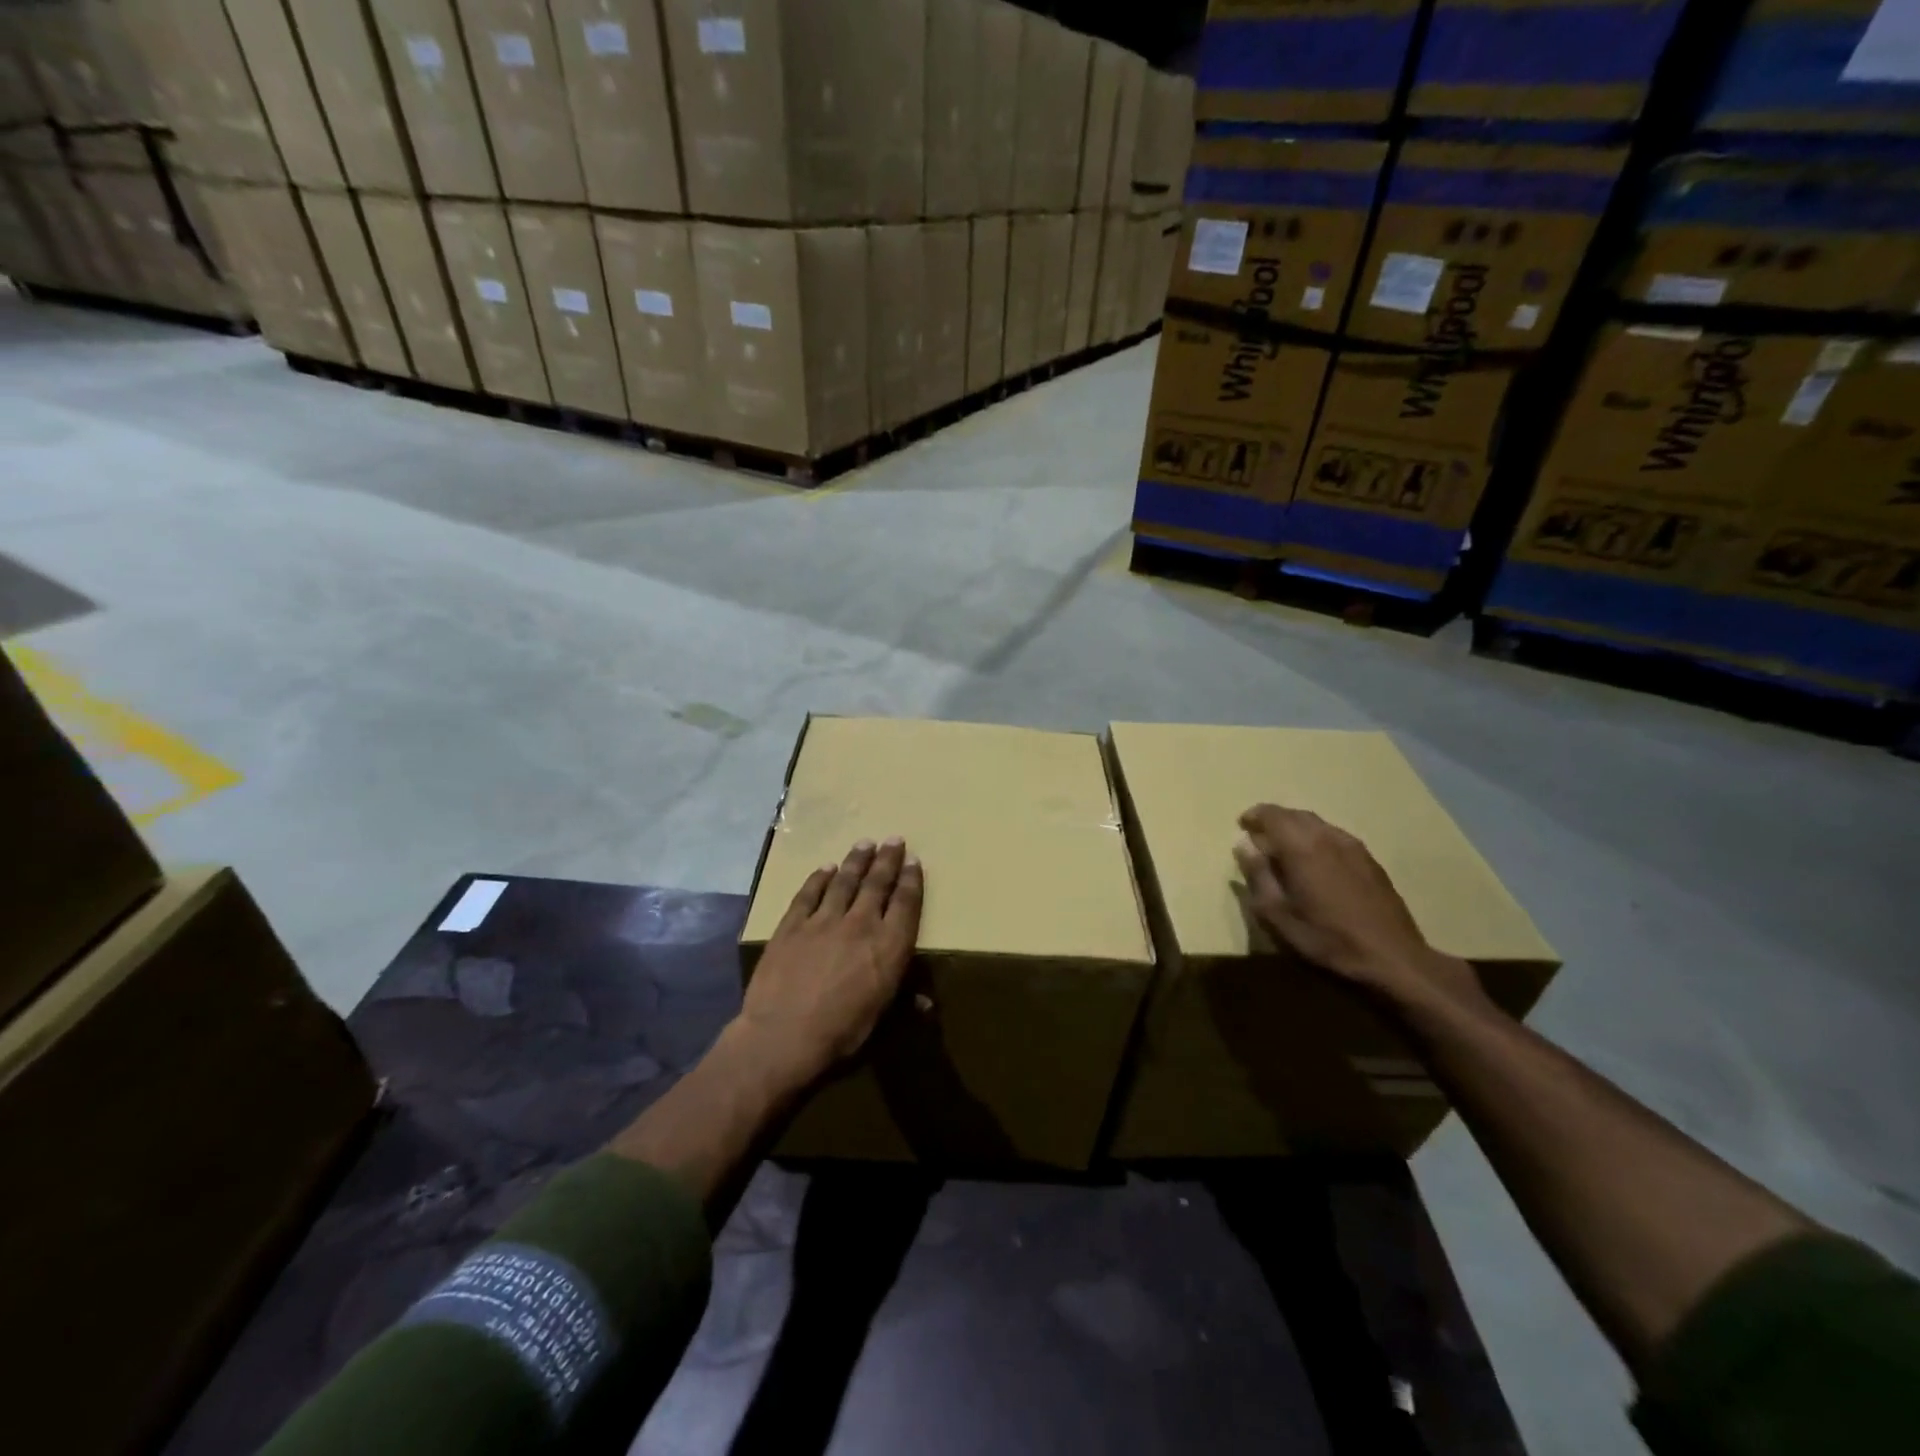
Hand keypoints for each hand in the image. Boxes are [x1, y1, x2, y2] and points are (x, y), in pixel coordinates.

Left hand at [737, 838, 923, 1089]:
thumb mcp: (881, 1021)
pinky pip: (808, 894)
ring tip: (865, 843)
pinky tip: (824, 868)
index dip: (911, 880)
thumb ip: (904, 1003)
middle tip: (893, 839)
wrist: (783, 1035)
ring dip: (856, 861)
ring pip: (844, 881)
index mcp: (889, 946)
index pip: (905, 903)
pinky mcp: (792, 925)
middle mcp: (861, 924)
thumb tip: (926, 1002)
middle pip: (877, 883)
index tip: (914, 860)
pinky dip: (818, 879)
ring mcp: (823, 921)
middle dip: (887, 860)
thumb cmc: (840, 1033)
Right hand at [1233, 804, 1481, 1008]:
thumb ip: (1258, 875)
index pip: (1272, 815)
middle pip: (1295, 815)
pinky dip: (1317, 839)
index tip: (1242, 826)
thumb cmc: (1326, 939)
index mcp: (1302, 847)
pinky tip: (1315, 862)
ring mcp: (1354, 847)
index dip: (1254, 816)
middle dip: (1274, 820)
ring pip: (1318, 824)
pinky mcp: (1370, 861)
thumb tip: (1243, 845)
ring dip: (1296, 828)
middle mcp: (1328, 837)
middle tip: (1259, 837)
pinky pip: (1335, 837)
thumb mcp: (1277, 915)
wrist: (1392, 959)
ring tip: (1284, 849)